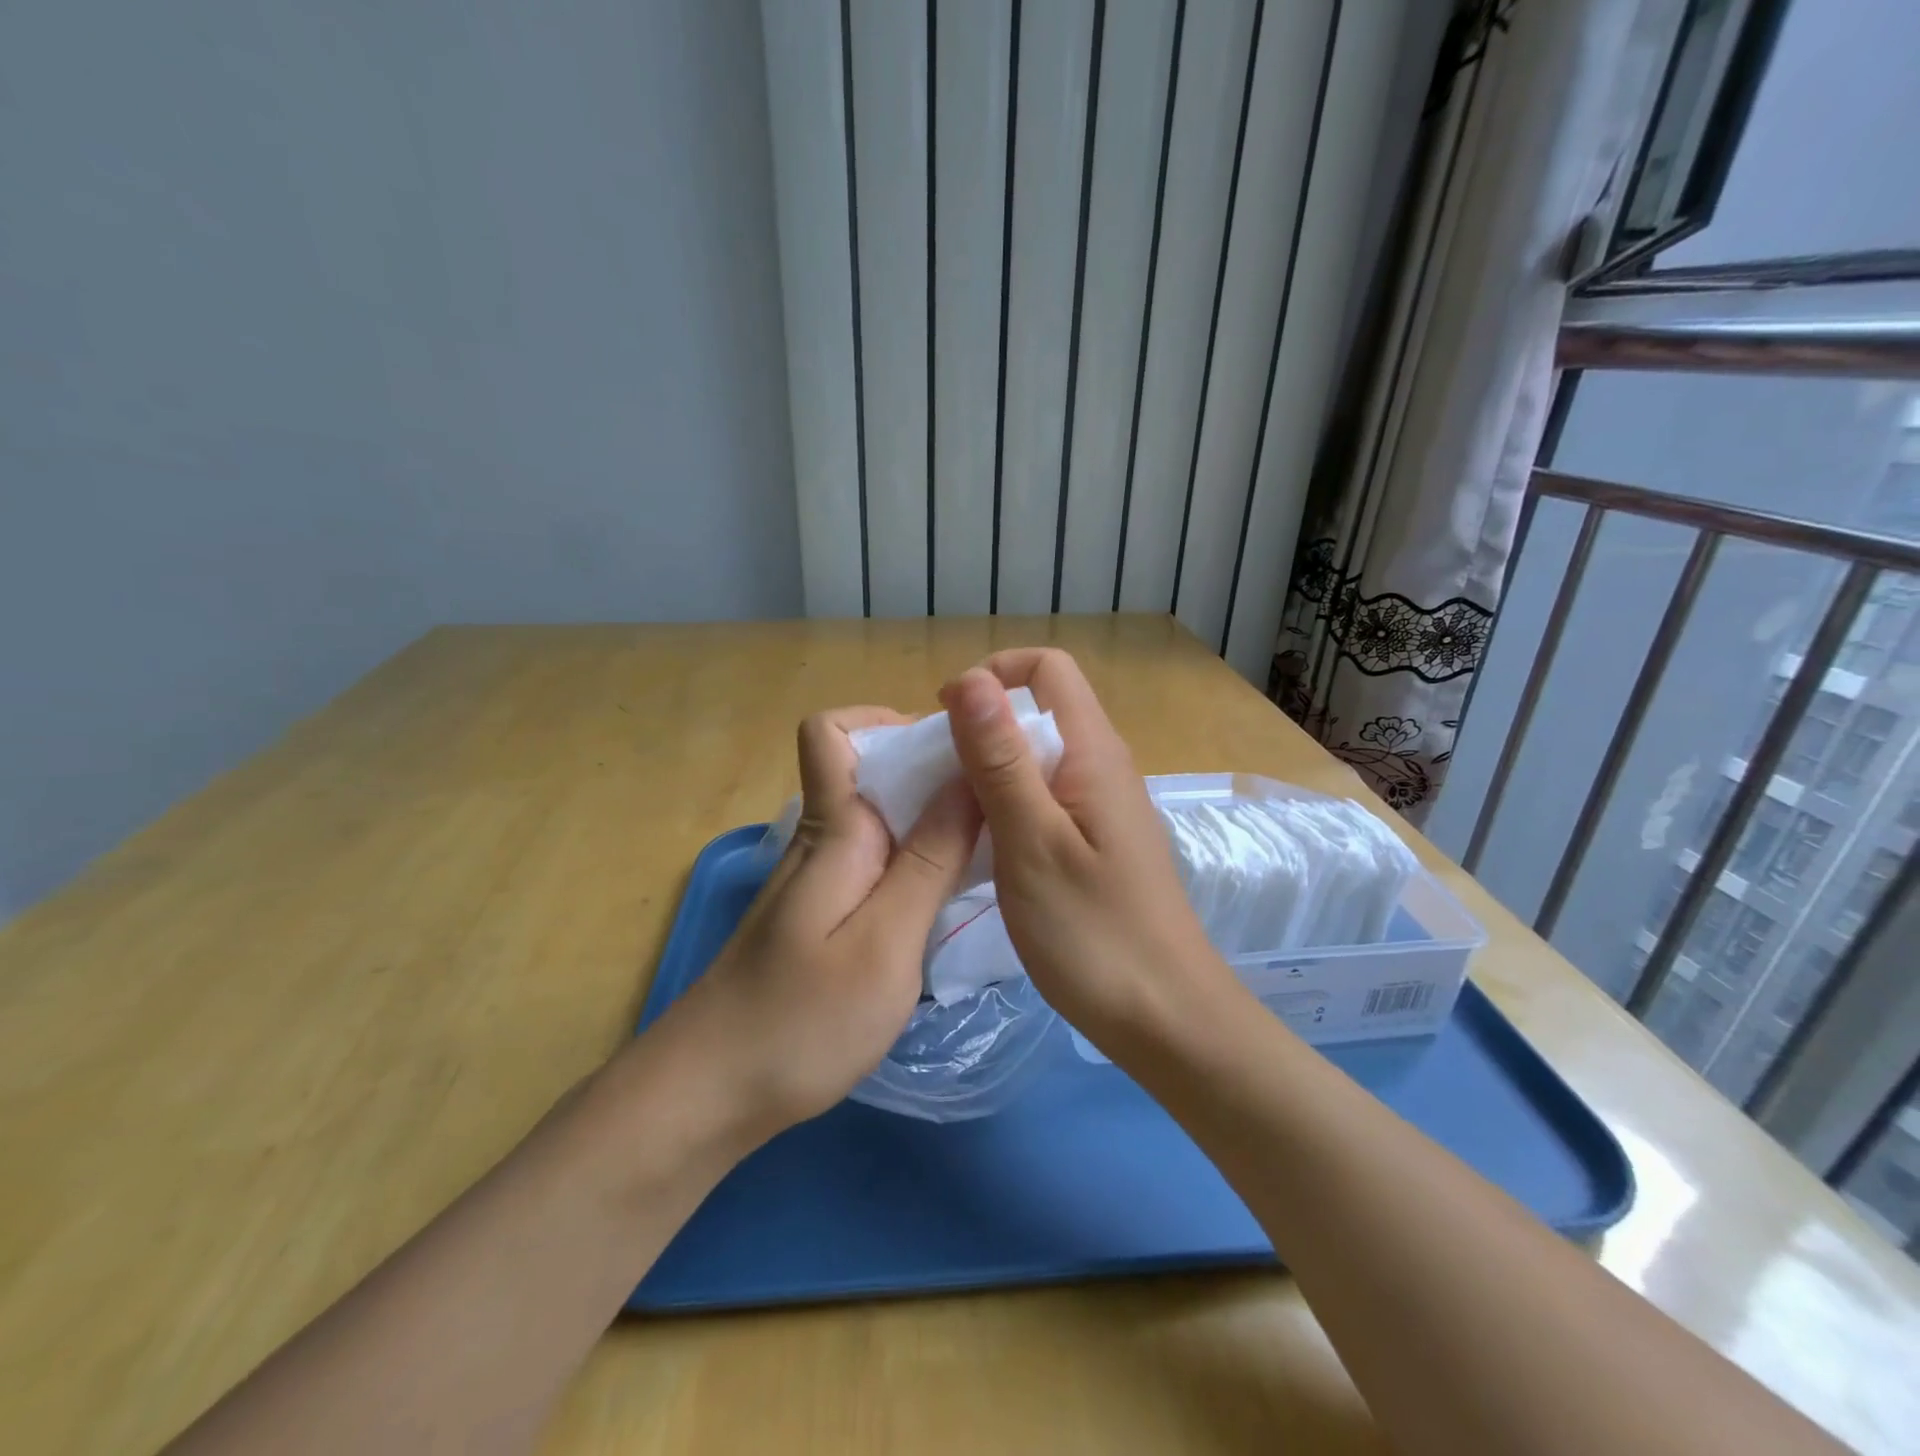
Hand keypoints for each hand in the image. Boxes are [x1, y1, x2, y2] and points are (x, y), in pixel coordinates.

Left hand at [655, 707, 980, 1143]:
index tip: (951, 749)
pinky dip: (913, 860)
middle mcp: (821, 841)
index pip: (832, 731)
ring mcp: (816, 880)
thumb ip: (929, 861)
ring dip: (928, 818)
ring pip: (876, 817)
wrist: (707, 1094)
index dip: (885, 721)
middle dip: (930, 771)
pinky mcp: (819, 915)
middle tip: (996, 803)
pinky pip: (873, 860)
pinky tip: (945, 896)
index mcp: (833, 830)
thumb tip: (967, 779)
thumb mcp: (885, 943)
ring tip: (986, 845)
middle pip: (867, 770)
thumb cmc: (802, 1021)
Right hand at [938, 650, 1235, 1055]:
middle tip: (936, 774)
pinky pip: (1045, 796)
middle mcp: (1102, 765)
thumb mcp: (1032, 842)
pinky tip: (982, 844)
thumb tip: (971, 679)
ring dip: (989, 767)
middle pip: (1039, 708)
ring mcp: (1102, 806)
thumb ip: (1000, 759)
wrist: (1165, 1018)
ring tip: (950, 810)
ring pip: (1038, 756)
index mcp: (1093, 752)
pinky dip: (1007, 803)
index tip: (944, 721)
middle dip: (981, 724)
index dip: (991, 676)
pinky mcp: (1096, 841)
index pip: (1046, 668)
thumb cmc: (1093, 932)